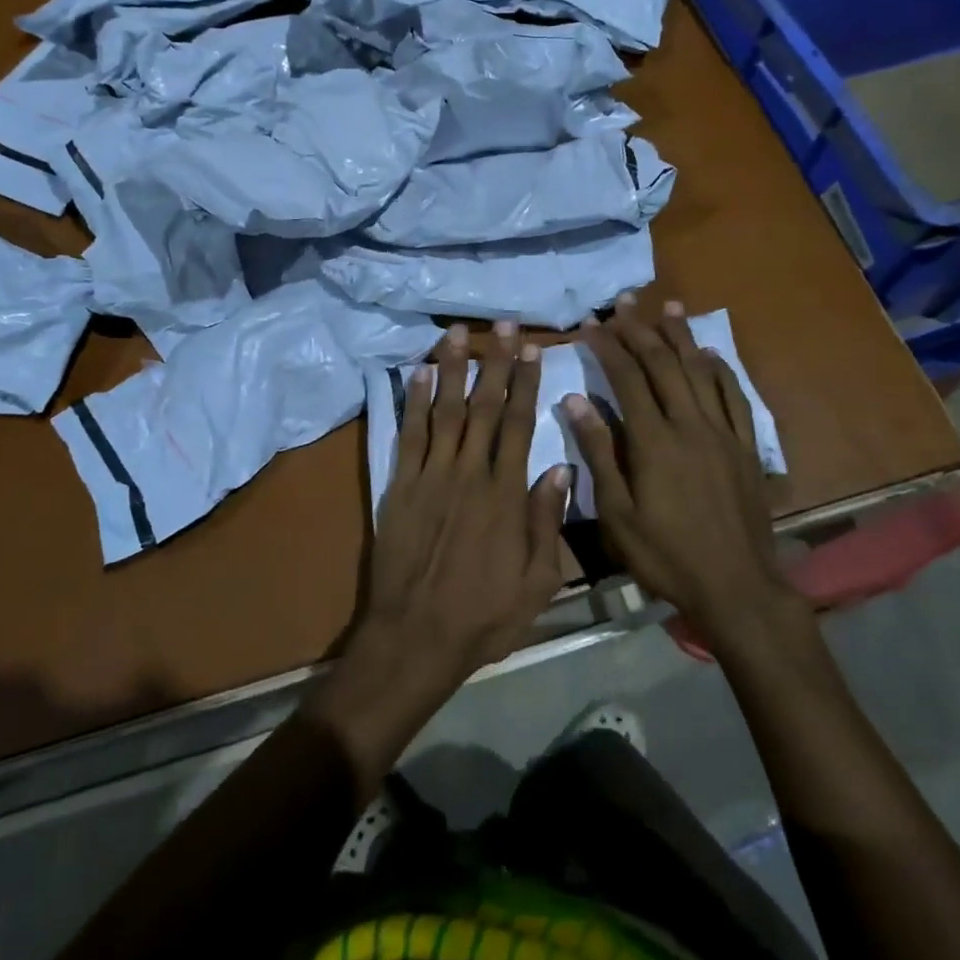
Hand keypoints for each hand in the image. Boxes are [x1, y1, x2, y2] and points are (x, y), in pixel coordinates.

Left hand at [359, 321, 572, 688]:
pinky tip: (416, 373)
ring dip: (451, 368)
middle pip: (484, 406)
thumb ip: (547, 522)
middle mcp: (468, 473)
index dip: (526, 383)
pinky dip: (411, 401)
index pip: (520, 424)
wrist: (416, 636)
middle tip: (502, 323)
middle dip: (495, 361)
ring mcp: (430, 476)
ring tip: (457, 332)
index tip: (532, 349)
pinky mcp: (399, 485)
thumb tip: (560, 467)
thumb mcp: (538, 582)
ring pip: (444, 410)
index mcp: (506, 493)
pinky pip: (408, 434)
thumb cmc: (484, 615)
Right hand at [564, 296, 806, 647]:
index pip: (627, 379)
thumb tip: (576, 400)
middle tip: (624, 301)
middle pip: (664, 365)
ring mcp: (723, 434)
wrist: (736, 586)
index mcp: (654, 441)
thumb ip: (599, 452)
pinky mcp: (746, 447)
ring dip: (682, 336)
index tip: (591, 324)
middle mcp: (690, 425)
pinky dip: (721, 371)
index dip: (608, 347)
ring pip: (701, 372)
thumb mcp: (617, 513)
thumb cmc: (666, 555)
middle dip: (641, 329)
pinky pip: (734, 398)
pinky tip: (711, 354)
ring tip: (668, 305)